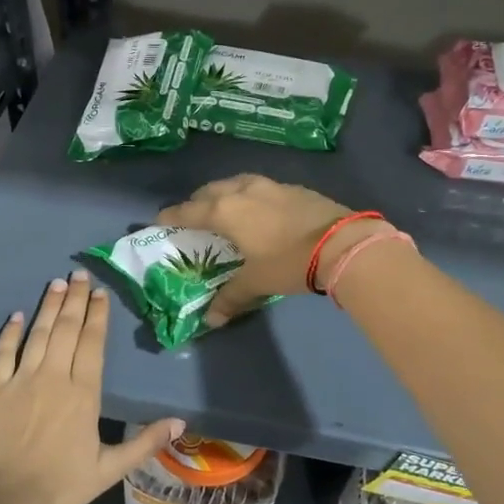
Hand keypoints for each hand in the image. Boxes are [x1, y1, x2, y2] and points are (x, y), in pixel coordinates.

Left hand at [0, 271, 183, 503]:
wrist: (4, 501)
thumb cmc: (60, 487)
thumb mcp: (109, 470)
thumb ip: (144, 443)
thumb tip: (180, 422)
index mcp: (84, 393)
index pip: (92, 343)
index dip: (97, 315)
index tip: (100, 293)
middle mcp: (55, 377)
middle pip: (67, 329)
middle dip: (76, 299)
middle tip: (80, 274)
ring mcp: (22, 380)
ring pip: (39, 333)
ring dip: (49, 307)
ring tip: (57, 283)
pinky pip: (4, 353)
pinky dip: (10, 332)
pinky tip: (17, 316)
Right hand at [158, 175, 380, 326]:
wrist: (342, 244)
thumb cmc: (289, 261)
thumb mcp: (257, 281)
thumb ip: (231, 297)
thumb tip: (211, 320)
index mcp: (226, 210)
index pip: (189, 210)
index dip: (172, 216)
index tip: (160, 220)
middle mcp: (244, 191)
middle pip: (211, 190)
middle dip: (198, 201)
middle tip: (194, 215)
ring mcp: (271, 185)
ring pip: (237, 183)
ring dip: (225, 193)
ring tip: (225, 208)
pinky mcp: (295, 188)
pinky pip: (262, 187)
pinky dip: (251, 196)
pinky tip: (260, 210)